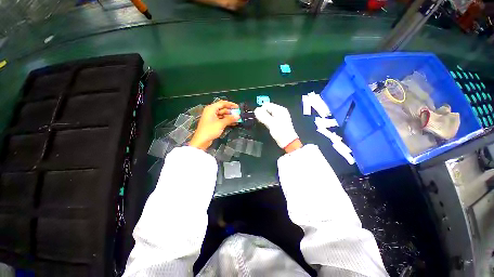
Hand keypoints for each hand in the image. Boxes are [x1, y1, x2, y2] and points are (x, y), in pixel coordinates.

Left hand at [189, 100, 239, 150]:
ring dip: (229, 117)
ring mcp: (212, 117)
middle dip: (231, 112)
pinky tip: (233, 123)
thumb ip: (230, 119)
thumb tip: (238, 116)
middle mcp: (211, 111)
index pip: (222, 103)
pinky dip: (227, 121)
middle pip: (223, 109)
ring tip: (237, 120)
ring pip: (222, 115)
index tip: (238, 107)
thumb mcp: (221, 124)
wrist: (202, 140)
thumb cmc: (210, 130)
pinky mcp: (213, 123)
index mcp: (211, 109)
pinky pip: (221, 120)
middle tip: (238, 114)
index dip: (230, 104)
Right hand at [254, 102, 300, 150]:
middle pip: (267, 109)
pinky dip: (268, 121)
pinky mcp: (279, 122)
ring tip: (266, 125)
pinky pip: (270, 118)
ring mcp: (280, 117)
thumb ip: (263, 116)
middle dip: (263, 115)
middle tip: (263, 122)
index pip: (266, 105)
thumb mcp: (271, 123)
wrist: (287, 142)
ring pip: (268, 114)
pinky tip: (269, 126)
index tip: (260, 118)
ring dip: (265, 118)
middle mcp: (280, 111)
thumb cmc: (280, 132)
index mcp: (279, 109)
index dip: (261, 111)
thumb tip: (256, 110)